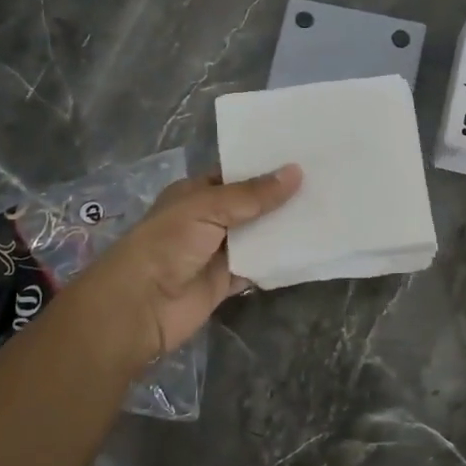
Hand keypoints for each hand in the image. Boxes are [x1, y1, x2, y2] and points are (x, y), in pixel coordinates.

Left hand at [69, 165, 302, 367]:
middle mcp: (207, 219)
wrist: (140, 307)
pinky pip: (258, 267)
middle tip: (325, 183)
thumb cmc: (167, 243)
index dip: (266, 168)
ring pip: (257, 236)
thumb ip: (253, 195)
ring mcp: (217, 252)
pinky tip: (308, 249)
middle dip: (281, 198)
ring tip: (326, 211)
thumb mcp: (208, 207)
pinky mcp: (226, 282)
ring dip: (283, 229)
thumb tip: (296, 172)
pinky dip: (278, 261)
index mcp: (195, 193)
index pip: (236, 175)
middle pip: (251, 206)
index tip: (304, 158)